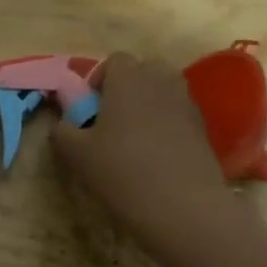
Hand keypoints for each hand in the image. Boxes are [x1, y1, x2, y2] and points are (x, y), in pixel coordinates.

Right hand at [50, 52, 230, 262]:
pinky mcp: (203, 128)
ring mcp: (187, 103)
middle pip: (143, 70)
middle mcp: (161, 81)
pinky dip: (166, 125)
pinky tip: (155, 156)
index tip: (90, 108)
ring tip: (133, 138)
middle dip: (127, 88)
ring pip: (163, 91)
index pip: (115, 60)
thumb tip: (62, 125)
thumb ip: (62, 132)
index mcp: (128, 79)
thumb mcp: (77, 154)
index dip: (99, 80)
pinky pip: (178, 114)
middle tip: (111, 120)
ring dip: (148, 105)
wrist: (182, 206)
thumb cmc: (122, 171)